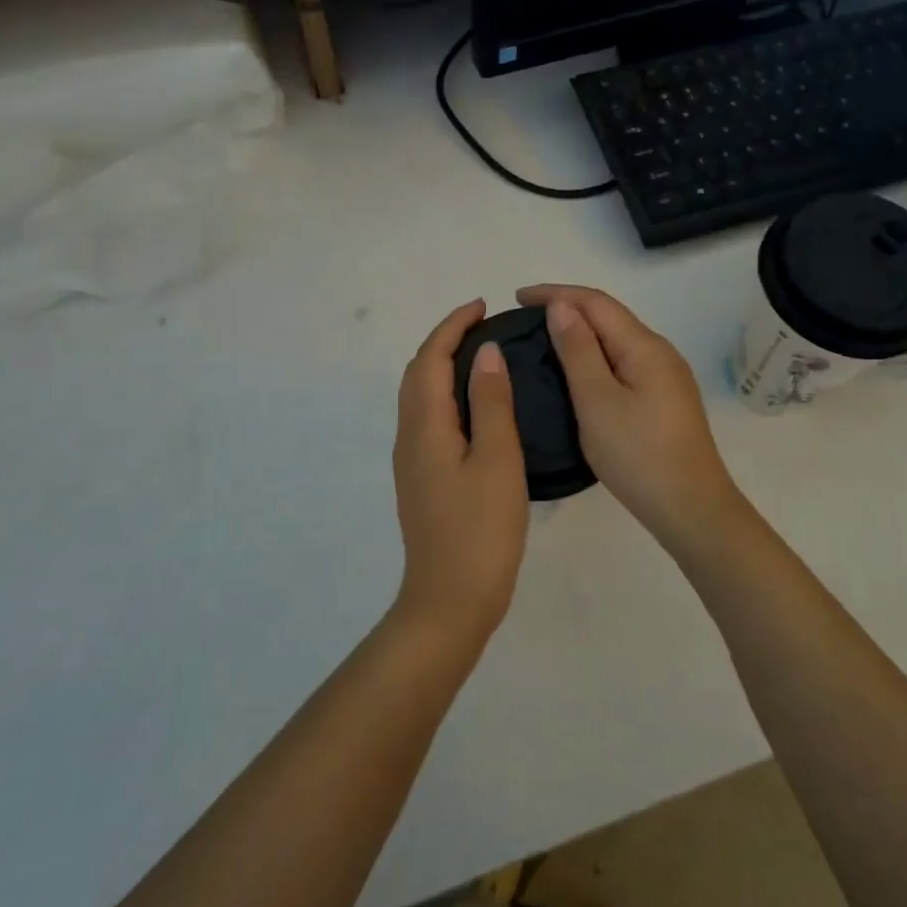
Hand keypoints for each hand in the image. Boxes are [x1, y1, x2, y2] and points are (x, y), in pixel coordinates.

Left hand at [391, 299, 529, 644]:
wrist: (450, 600)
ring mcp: (411, 460)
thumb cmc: (481, 530)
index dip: (453, 326)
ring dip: (441, 365)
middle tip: (483, 324)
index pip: (431, 358)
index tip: (483, 306)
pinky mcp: (420, 479)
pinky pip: (426, 417)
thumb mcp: (497, 460)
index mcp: (425, 425)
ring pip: (419, 395)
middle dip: (444, 340)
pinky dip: (444, 393)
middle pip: (417, 373)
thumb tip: (485, 352)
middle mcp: (409, 436)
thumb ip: (492, 402)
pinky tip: (472, 405)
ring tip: (479, 355)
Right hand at [518, 285, 749, 553]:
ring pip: (616, 341)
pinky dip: (595, 357)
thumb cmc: (638, 455)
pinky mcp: (664, 400)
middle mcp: (659, 352)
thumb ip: (578, 350)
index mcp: (644, 346)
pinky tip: (577, 372)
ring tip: (543, 342)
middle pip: (609, 317)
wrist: (691, 508)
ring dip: (581, 333)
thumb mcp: (597, 401)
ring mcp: (665, 377)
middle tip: (525, 320)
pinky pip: (623, 362)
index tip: (517, 298)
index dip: (556, 293)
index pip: (595, 302)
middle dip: (567, 309)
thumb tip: (561, 306)